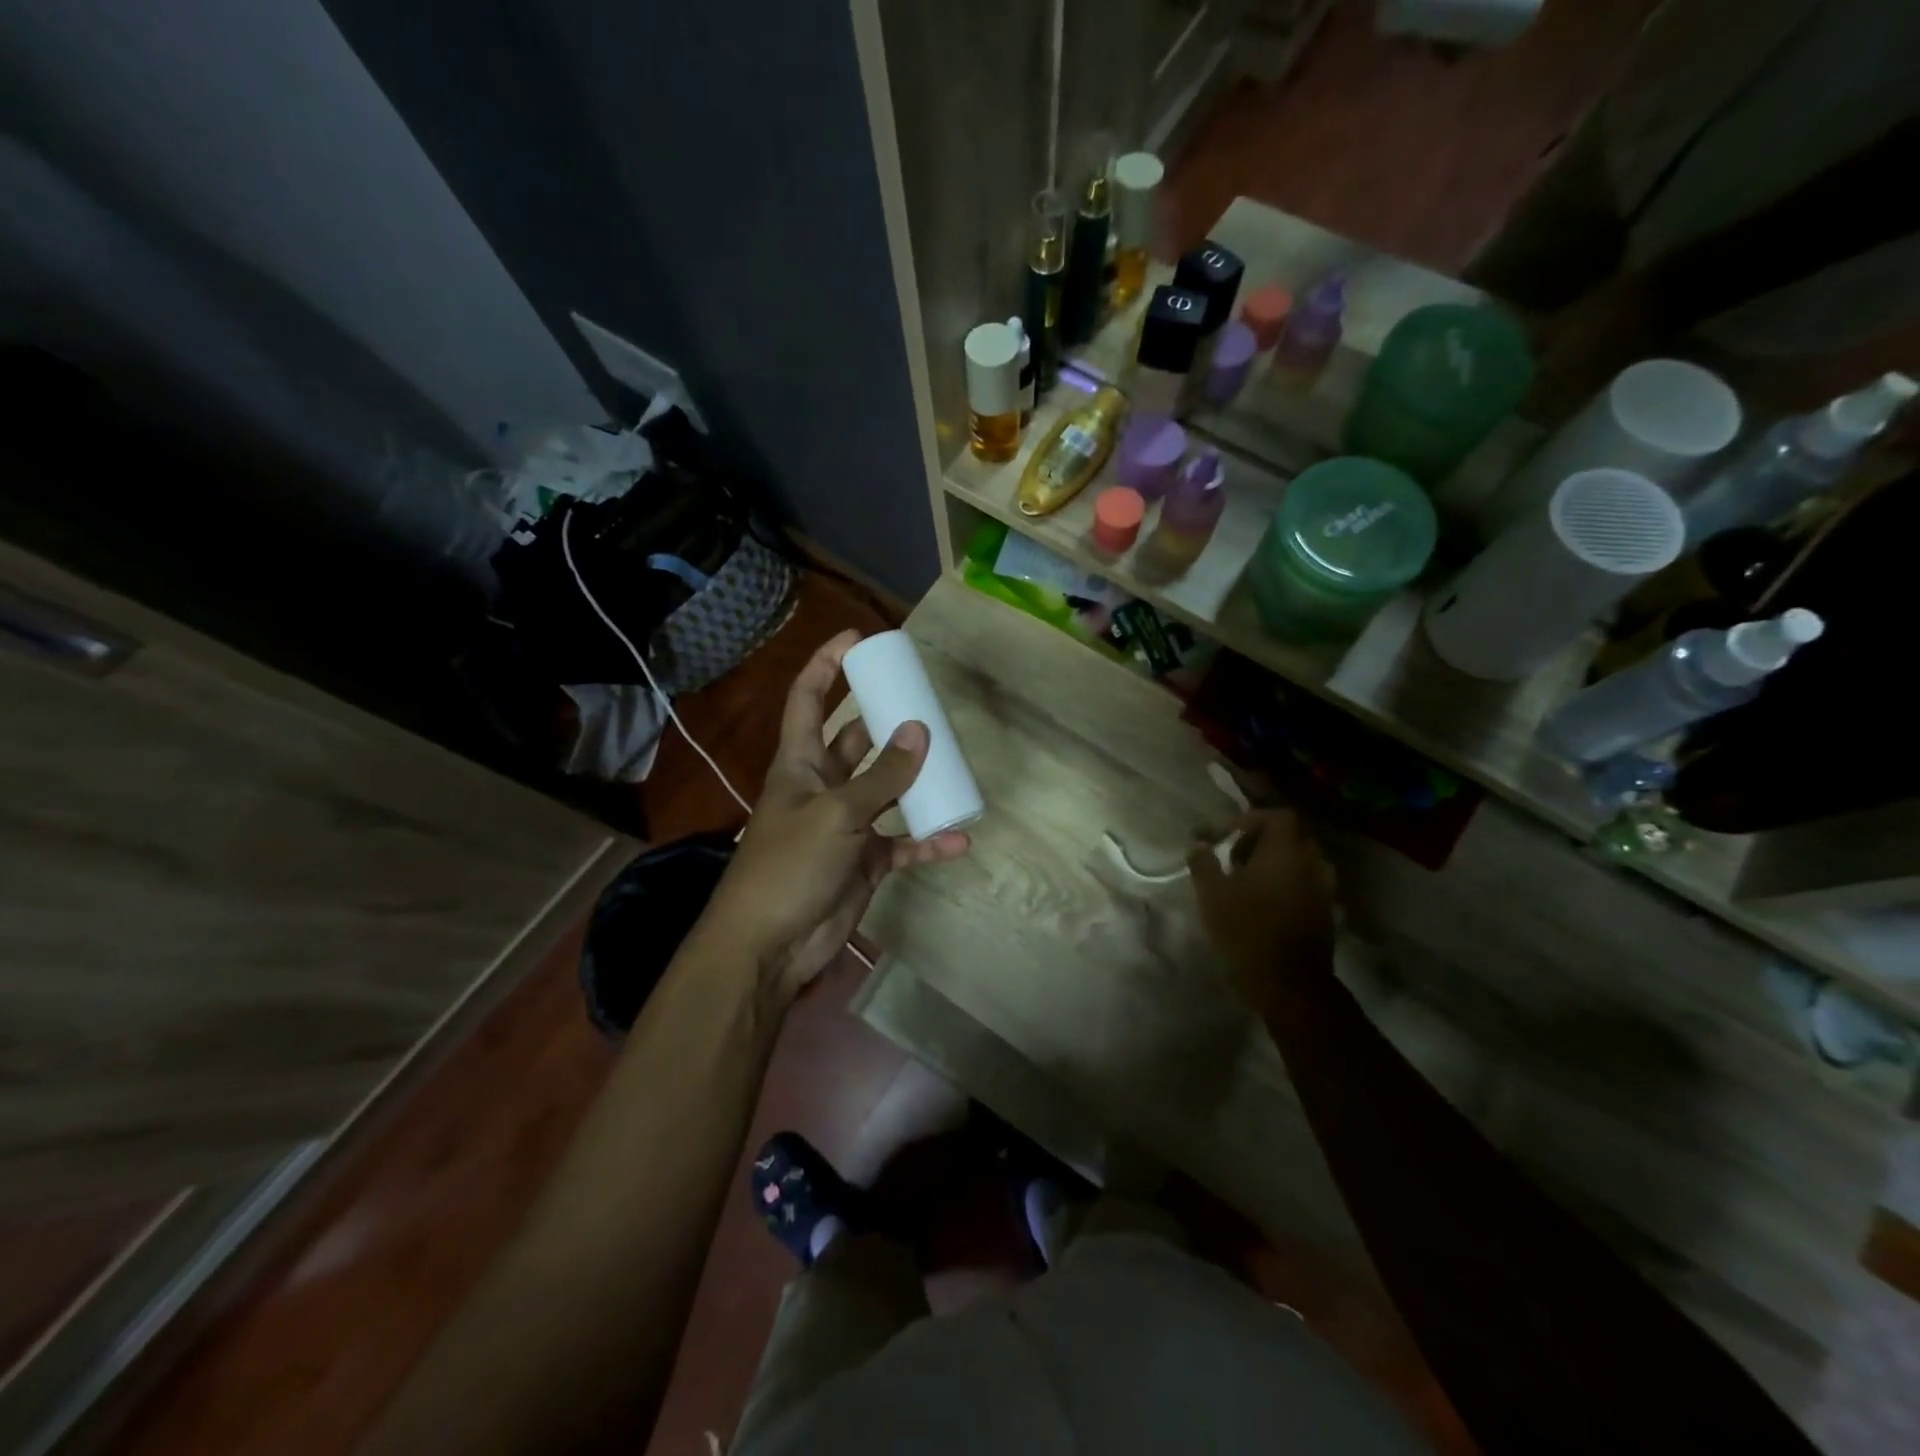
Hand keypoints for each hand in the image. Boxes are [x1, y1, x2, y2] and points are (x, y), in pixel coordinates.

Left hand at [699, 630, 969, 1005]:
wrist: (770, 945)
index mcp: (800, 764)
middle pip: (856, 742)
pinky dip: (927, 842)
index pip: (809, 700)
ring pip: (888, 792)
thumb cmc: (789, 865)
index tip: (858, 639)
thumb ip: (881, 776)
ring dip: (917, 783)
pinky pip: (902, 844)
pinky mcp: (865, 862)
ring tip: (954, 765)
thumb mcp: (836, 813)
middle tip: (925, 703)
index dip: (827, 665)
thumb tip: (920, 731)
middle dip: (886, 722)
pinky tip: (957, 839)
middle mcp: (823, 788)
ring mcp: (846, 826)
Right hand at [1188, 809, 1336, 1014]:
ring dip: (1279, 863)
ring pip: (1303, 861)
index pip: (1278, 816)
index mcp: (1286, 852)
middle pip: (1293, 836)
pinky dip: (1290, 884)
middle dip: (1265, 840)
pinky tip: (1267, 903)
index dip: (1253, 819)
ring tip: (1251, 880)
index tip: (1228, 835)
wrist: (1289, 984)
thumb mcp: (1212, 895)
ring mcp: (1325, 890)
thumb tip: (1197, 842)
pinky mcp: (1328, 913)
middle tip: (1236, 856)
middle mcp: (1312, 864)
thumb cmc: (1246, 931)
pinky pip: (1309, 884)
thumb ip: (1203, 863)